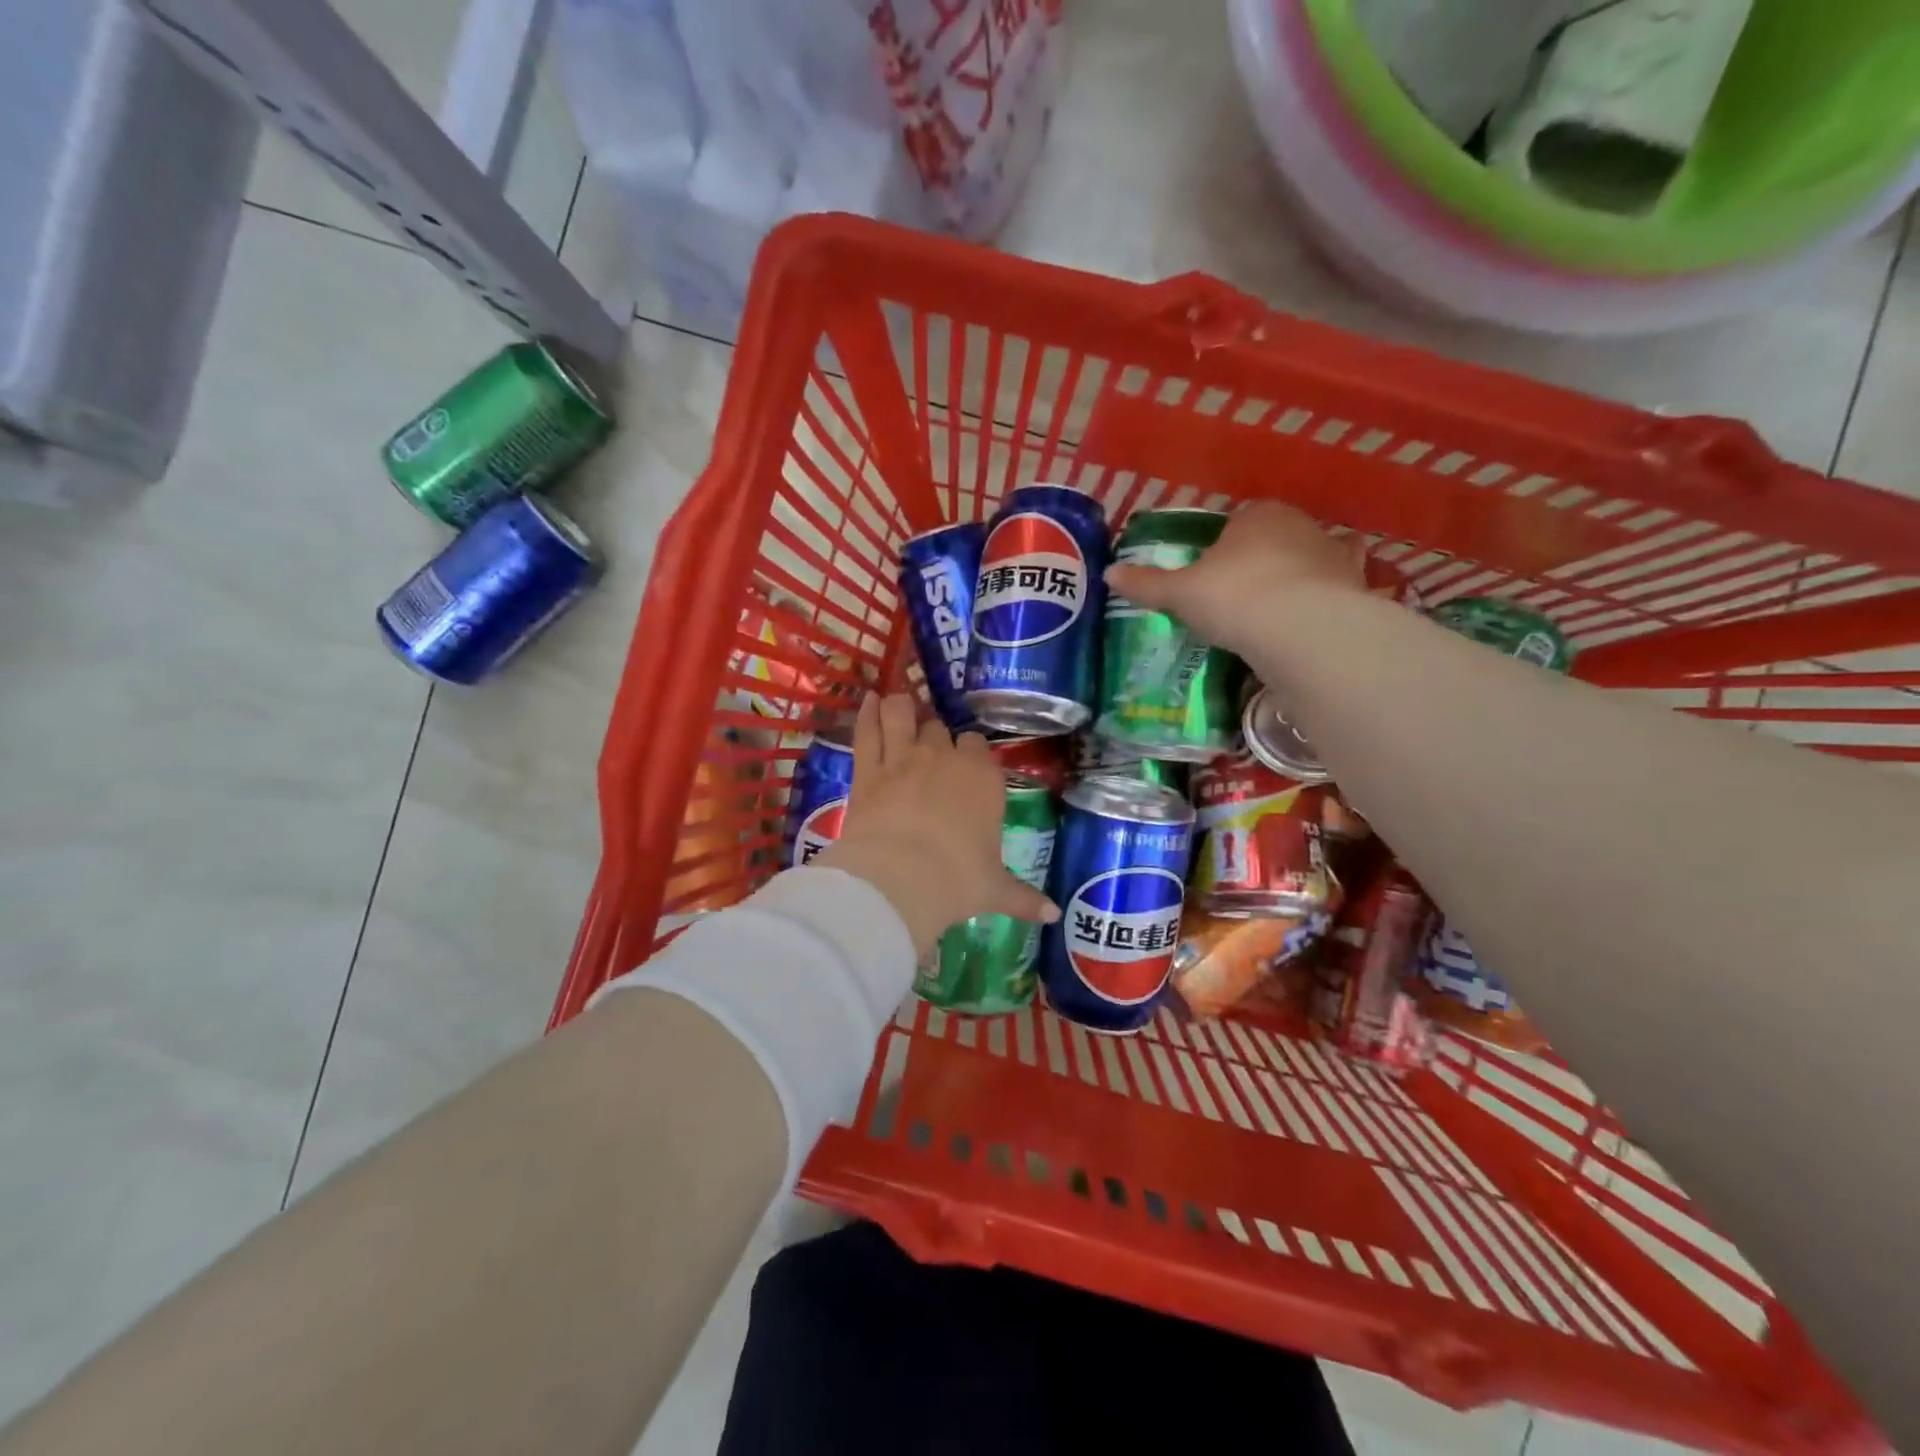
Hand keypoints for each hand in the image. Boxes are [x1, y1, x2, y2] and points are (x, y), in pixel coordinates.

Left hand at [813, 694, 1058, 955]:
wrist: (902, 878)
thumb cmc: (958, 880)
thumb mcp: (995, 890)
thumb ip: (1023, 897)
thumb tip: (1054, 915)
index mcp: (982, 778)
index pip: (977, 746)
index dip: (969, 753)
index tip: (965, 765)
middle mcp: (944, 757)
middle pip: (940, 729)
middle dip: (936, 736)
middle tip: (931, 752)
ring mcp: (904, 757)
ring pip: (903, 714)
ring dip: (902, 707)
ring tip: (899, 704)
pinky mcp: (868, 768)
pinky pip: (868, 729)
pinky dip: (867, 712)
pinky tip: (867, 699)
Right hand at [1105, 501, 1363, 658]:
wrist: (1299, 628)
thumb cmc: (1233, 597)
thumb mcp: (1180, 593)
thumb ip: (1148, 583)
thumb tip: (1110, 573)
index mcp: (1257, 515)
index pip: (1238, 521)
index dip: (1223, 547)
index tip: (1211, 577)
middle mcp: (1300, 525)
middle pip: (1274, 539)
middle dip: (1260, 561)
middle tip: (1238, 600)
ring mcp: (1333, 555)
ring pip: (1310, 561)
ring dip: (1298, 579)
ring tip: (1277, 613)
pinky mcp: (1356, 588)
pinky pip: (1338, 591)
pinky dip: (1328, 602)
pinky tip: (1313, 622)